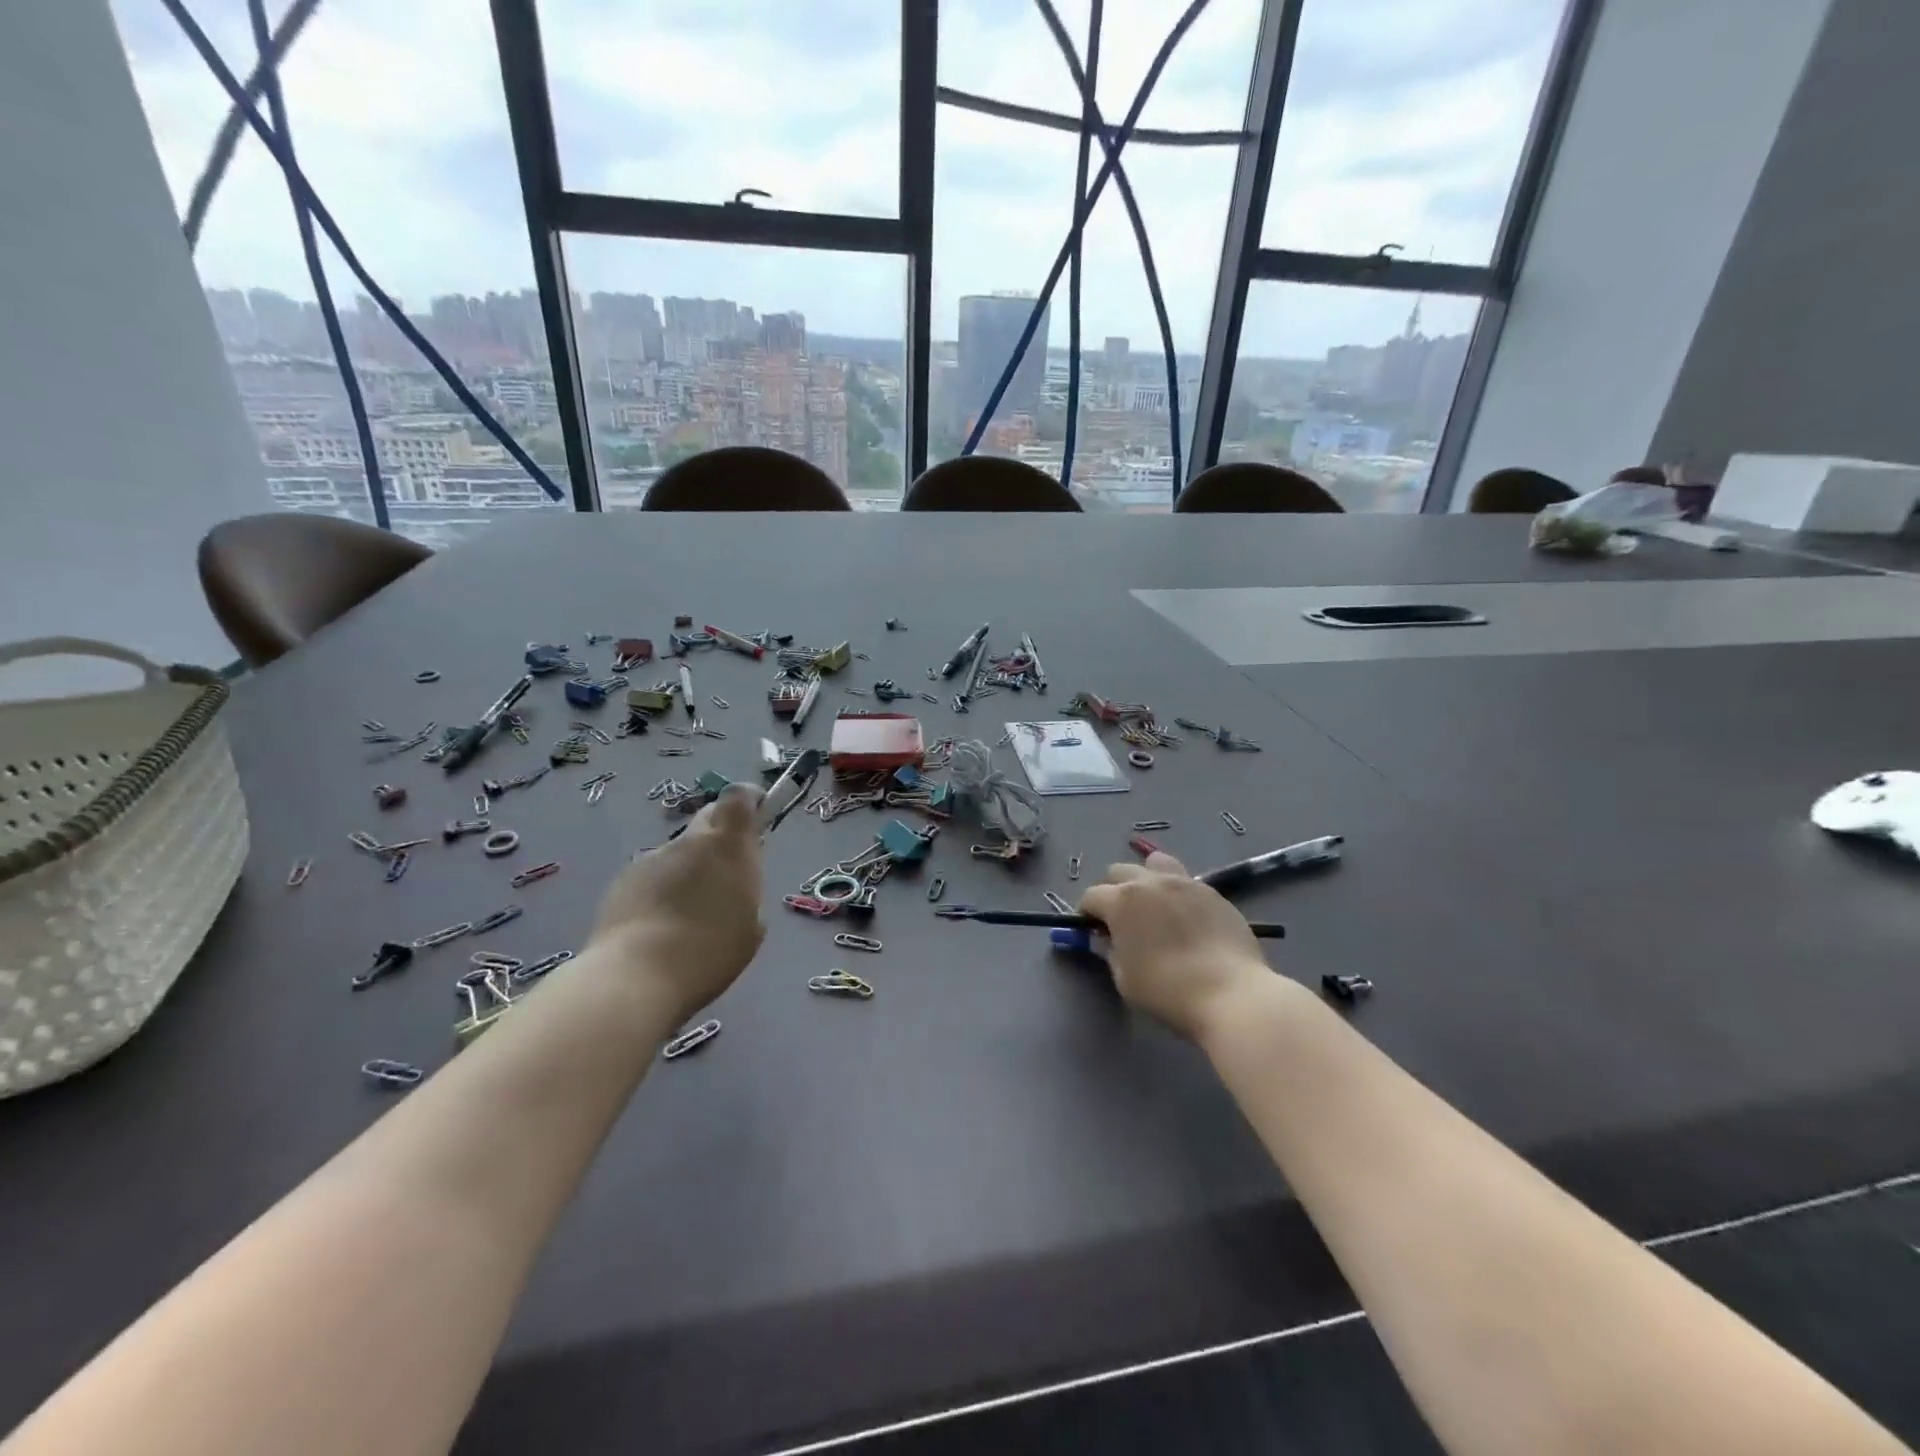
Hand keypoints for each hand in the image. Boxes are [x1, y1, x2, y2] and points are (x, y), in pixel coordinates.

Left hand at [590, 784, 765, 1022]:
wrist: (636, 977)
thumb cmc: (709, 952)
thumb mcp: (752, 924)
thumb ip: (747, 888)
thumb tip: (734, 880)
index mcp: (728, 846)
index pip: (738, 797)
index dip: (749, 798)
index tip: (758, 811)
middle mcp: (689, 842)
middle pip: (708, 819)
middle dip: (720, 836)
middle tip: (726, 871)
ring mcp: (652, 859)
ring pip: (679, 853)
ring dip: (688, 871)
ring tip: (687, 915)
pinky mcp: (622, 881)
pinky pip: (652, 876)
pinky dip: (660, 892)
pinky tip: (658, 928)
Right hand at [1079, 851, 1271, 1039]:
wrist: (1230, 992)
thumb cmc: (1167, 990)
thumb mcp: (1124, 978)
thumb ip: (1111, 952)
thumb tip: (1111, 940)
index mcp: (1121, 900)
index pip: (1092, 896)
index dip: (1087, 913)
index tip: (1093, 930)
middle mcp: (1150, 882)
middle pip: (1119, 871)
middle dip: (1113, 890)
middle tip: (1121, 917)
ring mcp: (1184, 882)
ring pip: (1155, 864)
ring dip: (1146, 879)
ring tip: (1154, 905)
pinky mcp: (1212, 892)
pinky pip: (1185, 881)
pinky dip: (1176, 893)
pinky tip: (1185, 918)